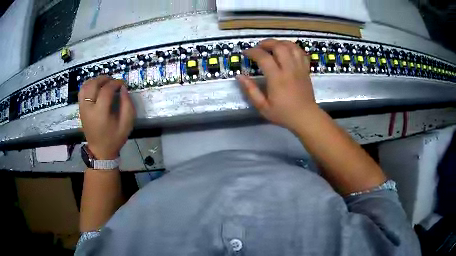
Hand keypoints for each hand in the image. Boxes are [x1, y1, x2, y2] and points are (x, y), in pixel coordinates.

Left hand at [78, 76, 135, 159]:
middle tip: (113, 81)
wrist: (100, 151)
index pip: (106, 90)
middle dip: (104, 79)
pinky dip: (88, 85)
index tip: (122, 84)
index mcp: (100, 113)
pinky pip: (81, 92)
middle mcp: (88, 108)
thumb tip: (123, 88)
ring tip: (104, 82)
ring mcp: (82, 108)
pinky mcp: (80, 109)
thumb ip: (127, 104)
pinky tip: (96, 87)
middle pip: (93, 85)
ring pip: (85, 86)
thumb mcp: (127, 124)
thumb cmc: (114, 138)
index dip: (115, 83)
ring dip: (95, 80)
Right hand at [237, 39, 318, 131]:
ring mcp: (299, 68)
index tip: (246, 53)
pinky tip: (287, 51)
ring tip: (273, 46)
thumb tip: (239, 77)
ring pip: (291, 46)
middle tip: (259, 47)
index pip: (264, 57)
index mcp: (277, 79)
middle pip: (279, 46)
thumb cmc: (283, 114)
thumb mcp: (263, 107)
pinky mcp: (306, 70)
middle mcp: (289, 69)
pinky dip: (293, 48)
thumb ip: (250, 90)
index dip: (252, 52)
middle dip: (267, 43)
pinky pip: (301, 53)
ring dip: (280, 42)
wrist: (306, 117)